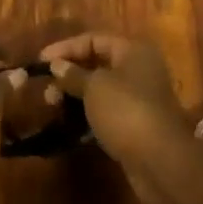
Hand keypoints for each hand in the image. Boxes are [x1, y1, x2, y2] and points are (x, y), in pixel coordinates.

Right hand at [39, 34, 193, 203]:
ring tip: (52, 105)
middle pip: (97, 64)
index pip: (93, 39)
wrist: (161, 164)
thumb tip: (56, 65)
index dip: (65, 48)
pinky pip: (106, 112)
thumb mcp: (94, 87)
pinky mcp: (137, 126)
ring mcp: (140, 100)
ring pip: (100, 90)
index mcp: (133, 51)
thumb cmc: (126, 111)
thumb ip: (72, 74)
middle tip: (46, 88)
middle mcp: (139, 70)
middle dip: (69, 74)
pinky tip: (69, 123)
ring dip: (75, 95)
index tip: (41, 61)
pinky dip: (87, 114)